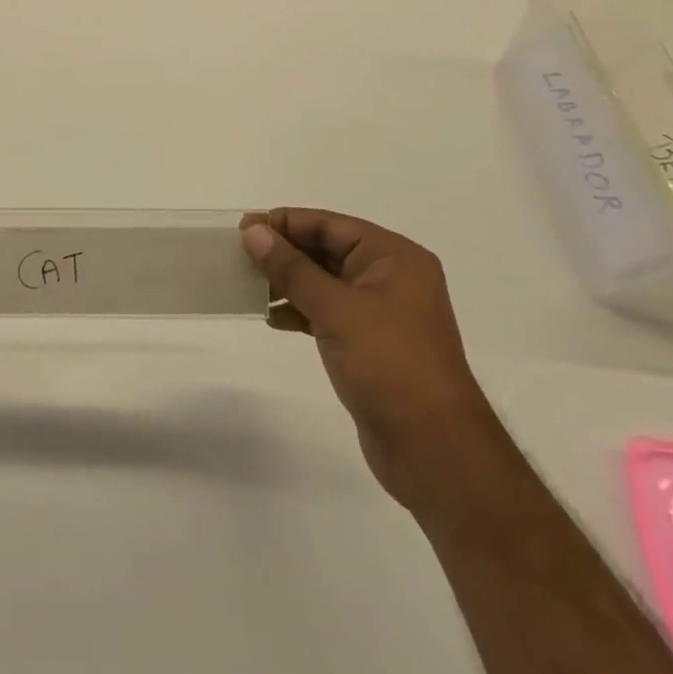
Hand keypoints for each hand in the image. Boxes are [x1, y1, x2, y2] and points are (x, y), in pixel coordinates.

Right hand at [240, 208, 503, 513]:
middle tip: (238, 255)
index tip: (242, 228)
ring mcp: (381, 312)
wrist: (434, 450)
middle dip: (283, 252)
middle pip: (326, 250)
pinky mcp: (370, 343)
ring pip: (324, 282)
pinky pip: (327, 312)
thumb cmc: (389, 365)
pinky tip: (272, 318)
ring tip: (247, 286)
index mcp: (393, 257)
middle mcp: (390, 277)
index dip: (285, 223)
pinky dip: (300, 310)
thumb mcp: (336, 309)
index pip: (329, 225)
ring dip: (287, 282)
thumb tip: (253, 231)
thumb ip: (291, 268)